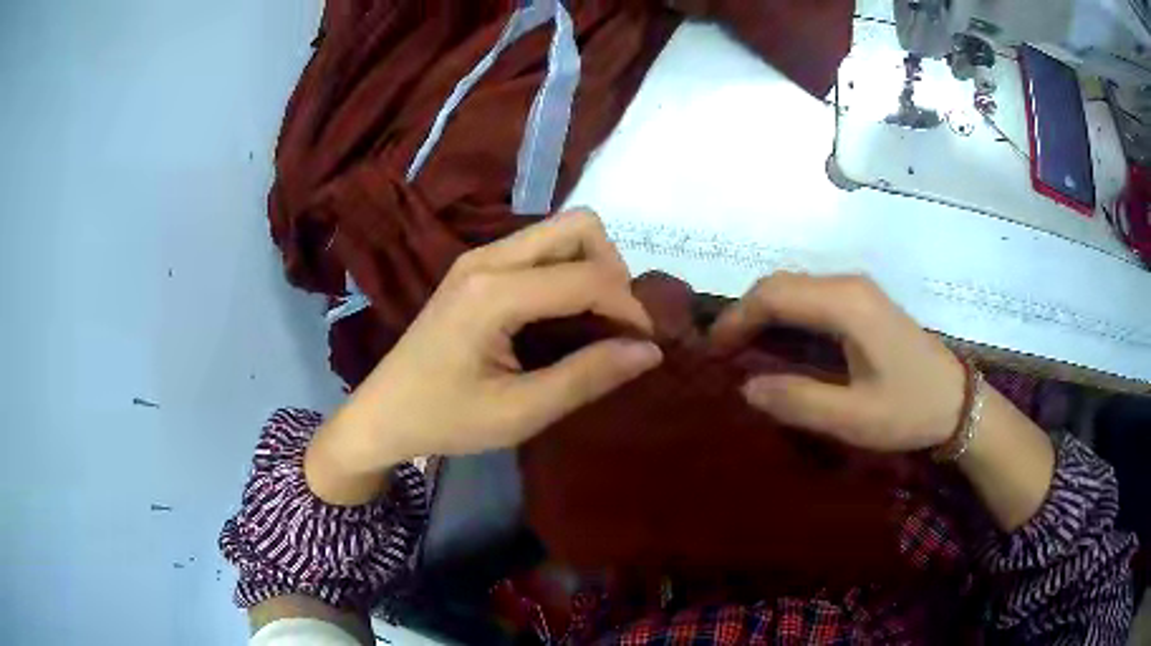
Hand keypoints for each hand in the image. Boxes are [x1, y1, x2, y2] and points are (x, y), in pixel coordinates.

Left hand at [313, 211, 662, 485]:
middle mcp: (488, 258)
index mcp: (494, 293)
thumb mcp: (520, 413)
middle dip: (613, 270)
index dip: (629, 308)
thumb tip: (649, 351)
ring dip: (592, 267)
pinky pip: (540, 248)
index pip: (587, 277)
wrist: (383, 413)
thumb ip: (587, 377)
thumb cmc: (445, 419)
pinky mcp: (477, 267)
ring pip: (561, 231)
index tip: (644, 345)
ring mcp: (479, 257)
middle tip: (615, 323)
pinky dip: (568, 271)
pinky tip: (564, 314)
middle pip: (579, 226)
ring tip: (596, 320)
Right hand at [710, 273, 965, 451]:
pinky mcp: (864, 303)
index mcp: (846, 305)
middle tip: (722, 354)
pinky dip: (785, 316)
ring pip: (795, 288)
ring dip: (764, 313)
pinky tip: (780, 345)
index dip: (736, 319)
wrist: (957, 402)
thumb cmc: (909, 409)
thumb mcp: (853, 418)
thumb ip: (798, 401)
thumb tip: (746, 387)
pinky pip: (812, 298)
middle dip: (745, 313)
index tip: (713, 352)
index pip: (775, 295)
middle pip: (781, 284)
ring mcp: (858, 291)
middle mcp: (849, 285)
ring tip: (743, 351)